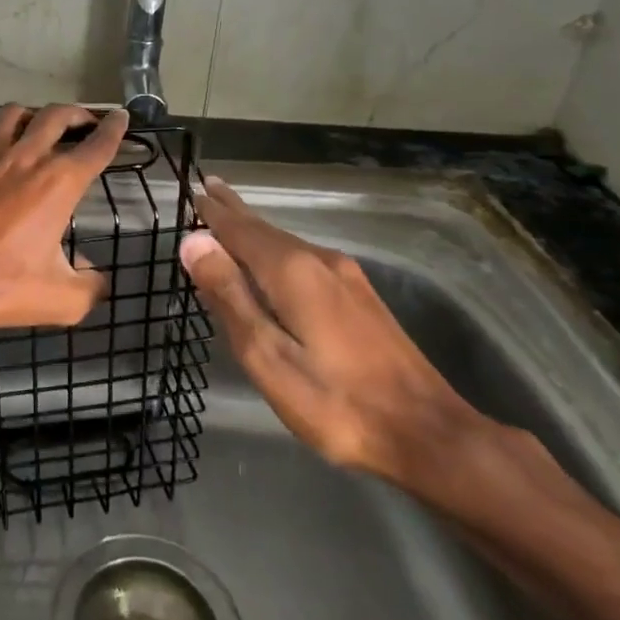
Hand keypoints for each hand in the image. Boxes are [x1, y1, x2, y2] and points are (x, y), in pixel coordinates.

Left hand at [0, 104, 130, 336]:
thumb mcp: (63, 301)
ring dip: (29, 114)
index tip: (121, 118)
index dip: (114, 129)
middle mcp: (25, 159)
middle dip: (76, 113)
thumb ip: (92, 286)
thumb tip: (98, 278)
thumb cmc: (2, 288)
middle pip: (56, 116)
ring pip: (11, 114)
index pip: (96, 146)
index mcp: (58, 184)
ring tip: (35, 125)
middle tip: (83, 121)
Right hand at [178, 178, 488, 487]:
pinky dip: (275, 248)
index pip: (240, 230)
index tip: (192, 191)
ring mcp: (345, 277)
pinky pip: (304, 258)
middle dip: (234, 210)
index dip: (213, 214)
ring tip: (230, 216)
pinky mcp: (359, 296)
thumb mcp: (267, 356)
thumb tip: (193, 242)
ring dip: (254, 228)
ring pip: (286, 242)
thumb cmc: (335, 402)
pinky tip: (272, 258)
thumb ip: (229, 296)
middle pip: (265, 228)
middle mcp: (319, 260)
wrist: (427, 433)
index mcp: (292, 271)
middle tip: (209, 186)